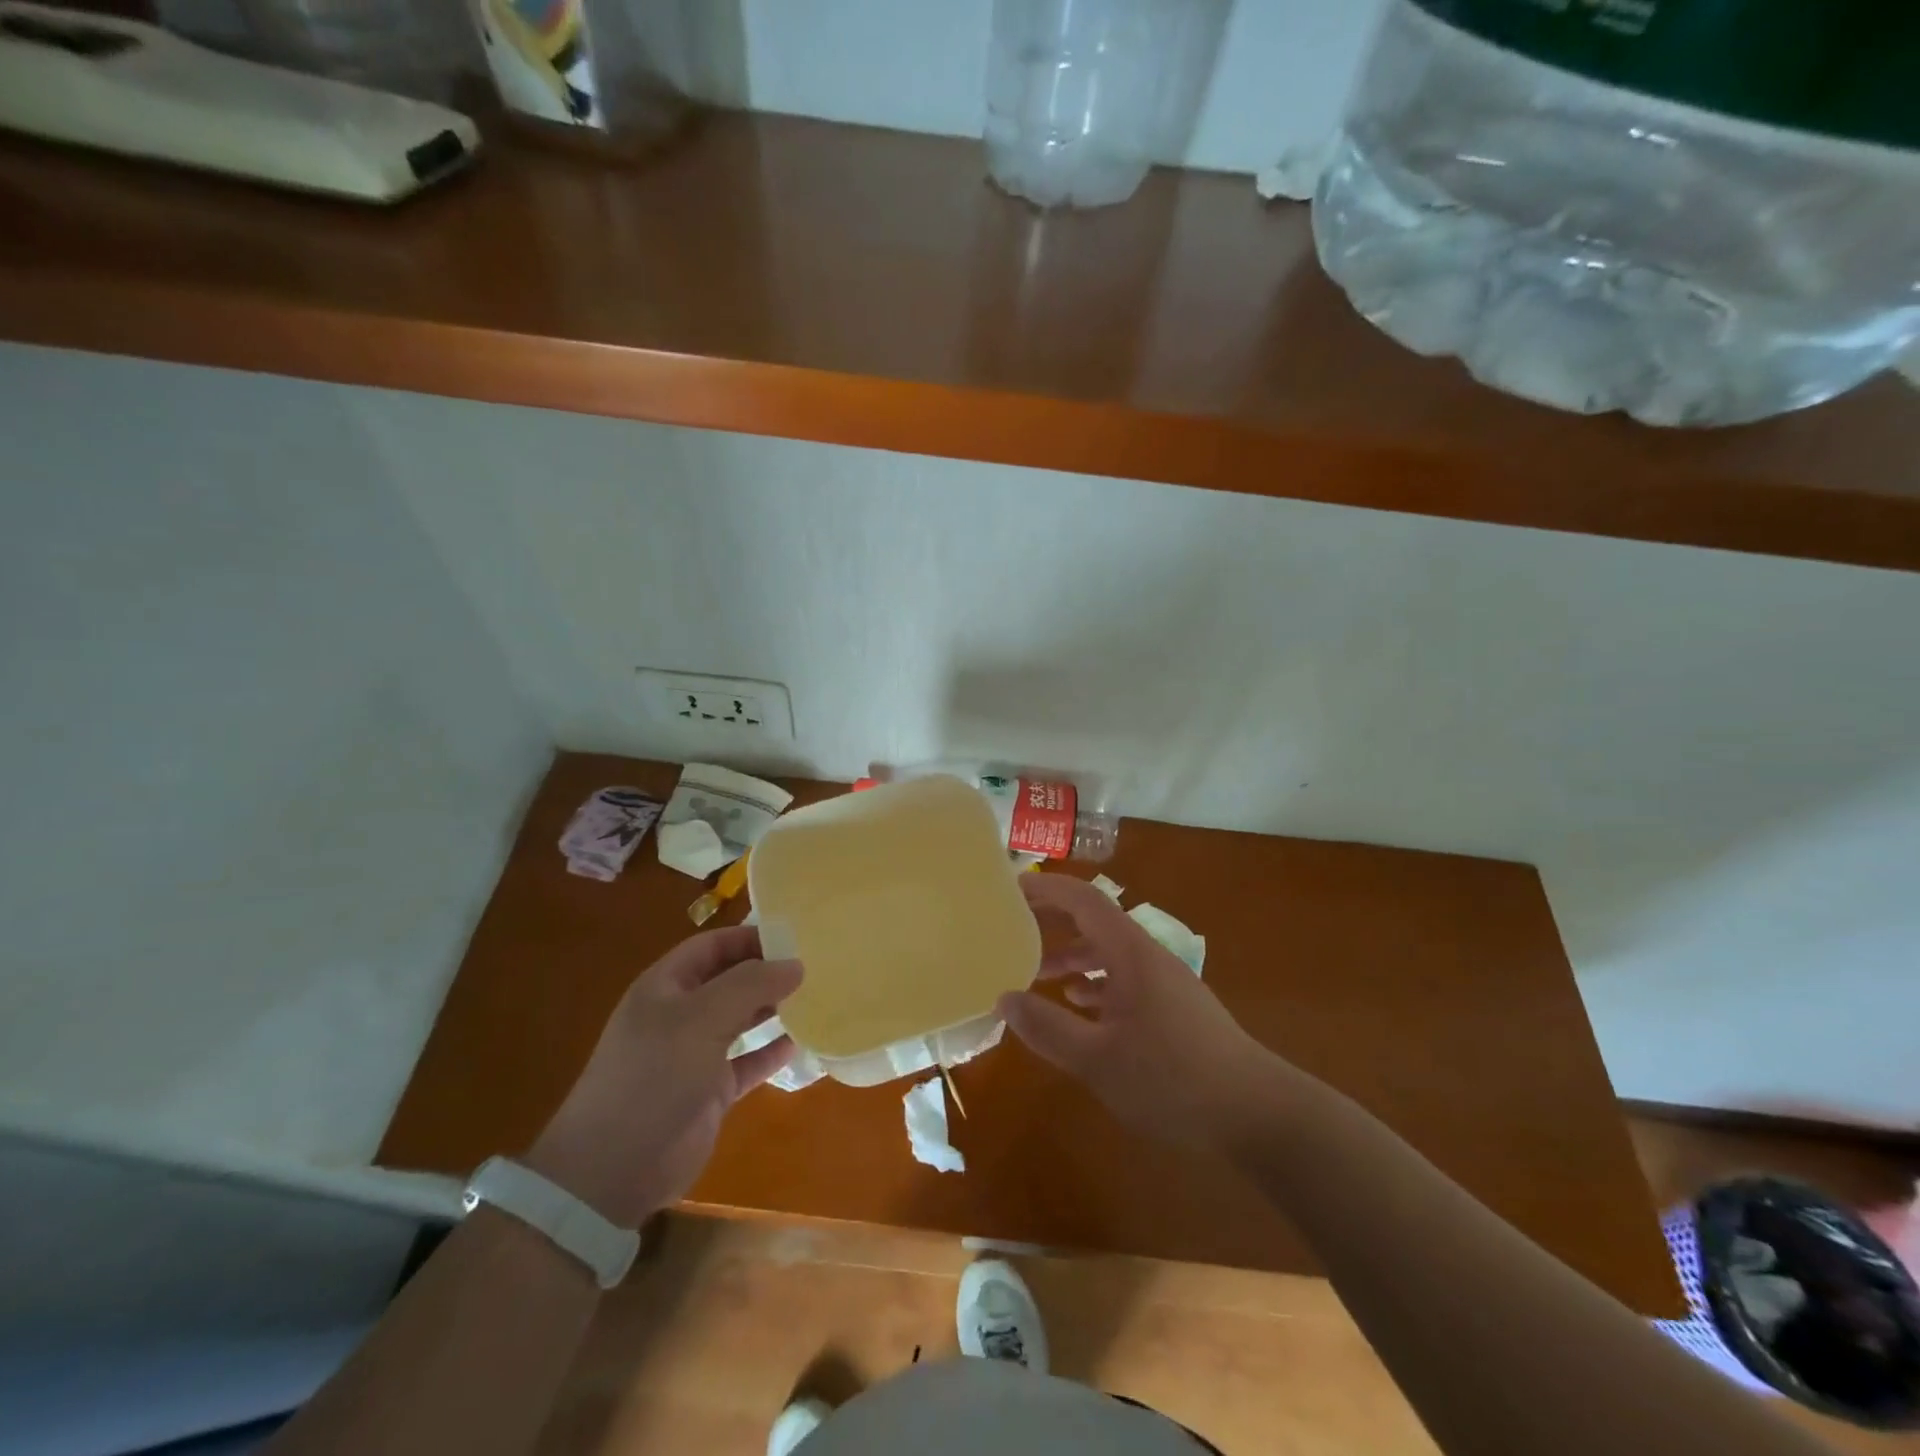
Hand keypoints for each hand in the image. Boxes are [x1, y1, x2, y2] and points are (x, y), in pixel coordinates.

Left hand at [527, 925, 801, 1226]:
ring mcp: (695, 1054)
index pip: (713, 946)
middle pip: (730, 980)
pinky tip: (800, 1042)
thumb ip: (750, 985)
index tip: (795, 938)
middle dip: (767, 972)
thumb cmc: (654, 1075)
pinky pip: (748, 1061)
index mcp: (666, 986)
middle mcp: (681, 1014)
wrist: (613, 1170)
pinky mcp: (710, 1090)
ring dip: (773, 1008)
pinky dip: (771, 1051)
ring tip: (814, 997)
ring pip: (741, 1019)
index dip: (750, 937)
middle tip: (814, 966)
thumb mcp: (701, 1018)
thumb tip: (796, 964)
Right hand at [998, 874, 1279, 1148]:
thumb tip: (1005, 998)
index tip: (1010, 888)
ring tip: (1035, 971)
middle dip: (1054, 918)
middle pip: (1095, 921)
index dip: (1047, 888)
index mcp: (1131, 954)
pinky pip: (1124, 979)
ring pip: (1109, 952)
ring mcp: (1164, 983)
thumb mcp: (1098, 1060)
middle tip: (1013, 924)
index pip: (1084, 900)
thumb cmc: (1174, 1080)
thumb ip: (1048, 1028)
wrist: (1257, 1113)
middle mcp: (1148, 957)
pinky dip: (1095, 983)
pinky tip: (1079, 1005)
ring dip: (1072, 954)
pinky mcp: (1173, 1009)